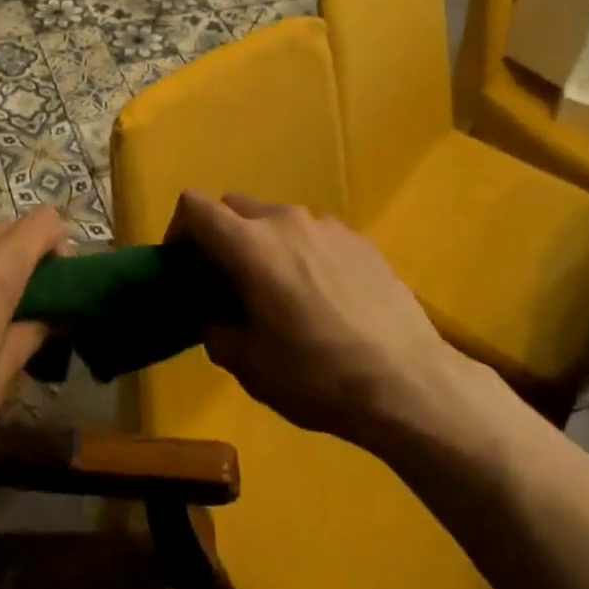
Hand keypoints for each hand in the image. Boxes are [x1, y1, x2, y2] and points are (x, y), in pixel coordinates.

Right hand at [170, 192, 473, 458]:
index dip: (179, 229)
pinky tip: (322, 297)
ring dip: (262, 244)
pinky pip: (312, 233)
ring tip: (279, 293)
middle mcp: (284, 220)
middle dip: (220, 237)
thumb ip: (216, 331)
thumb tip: (211, 315)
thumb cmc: (318, 376)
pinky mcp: (358, 238)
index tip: (184, 266)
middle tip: (227, 283)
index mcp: (250, 245)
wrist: (410, 383)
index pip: (195, 206)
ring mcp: (325, 225)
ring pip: (275, 220)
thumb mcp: (251, 367)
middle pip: (233, 207)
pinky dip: (301, 252)